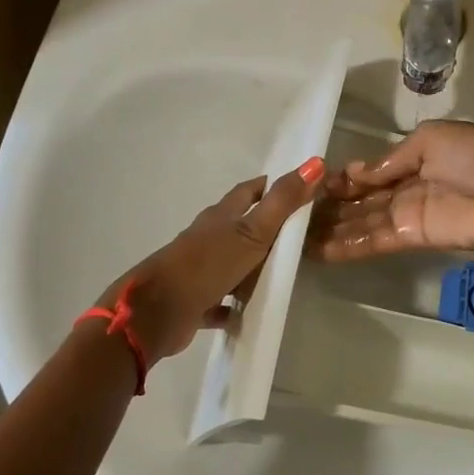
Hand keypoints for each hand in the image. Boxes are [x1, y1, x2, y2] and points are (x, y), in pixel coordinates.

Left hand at [99, 158, 324, 360]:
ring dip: (252, 266)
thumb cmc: (207, 264)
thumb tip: (315, 162)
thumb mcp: (253, 231)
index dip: (271, 186)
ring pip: (231, 263)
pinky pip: (220, 300)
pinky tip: (251, 312)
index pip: (248, 192)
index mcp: (221, 217)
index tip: (298, 187)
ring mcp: (200, 269)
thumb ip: (283, 201)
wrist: (158, 311)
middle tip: (299, 233)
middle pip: (240, 226)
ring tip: (282, 273)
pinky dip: (234, 304)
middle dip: (266, 227)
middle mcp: (208, 238)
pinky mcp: (195, 300)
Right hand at [306, 120, 473, 260]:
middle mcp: (407, 189)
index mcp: (415, 158)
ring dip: (331, 229)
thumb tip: (353, 172)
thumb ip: (390, 160)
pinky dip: (346, 246)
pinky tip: (316, 250)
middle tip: (294, 213)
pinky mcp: (411, 238)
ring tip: (294, 236)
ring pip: (362, 223)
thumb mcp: (430, 139)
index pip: (371, 172)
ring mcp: (408, 216)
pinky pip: (373, 241)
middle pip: (362, 200)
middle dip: (331, 207)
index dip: (343, 178)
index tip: (312, 183)